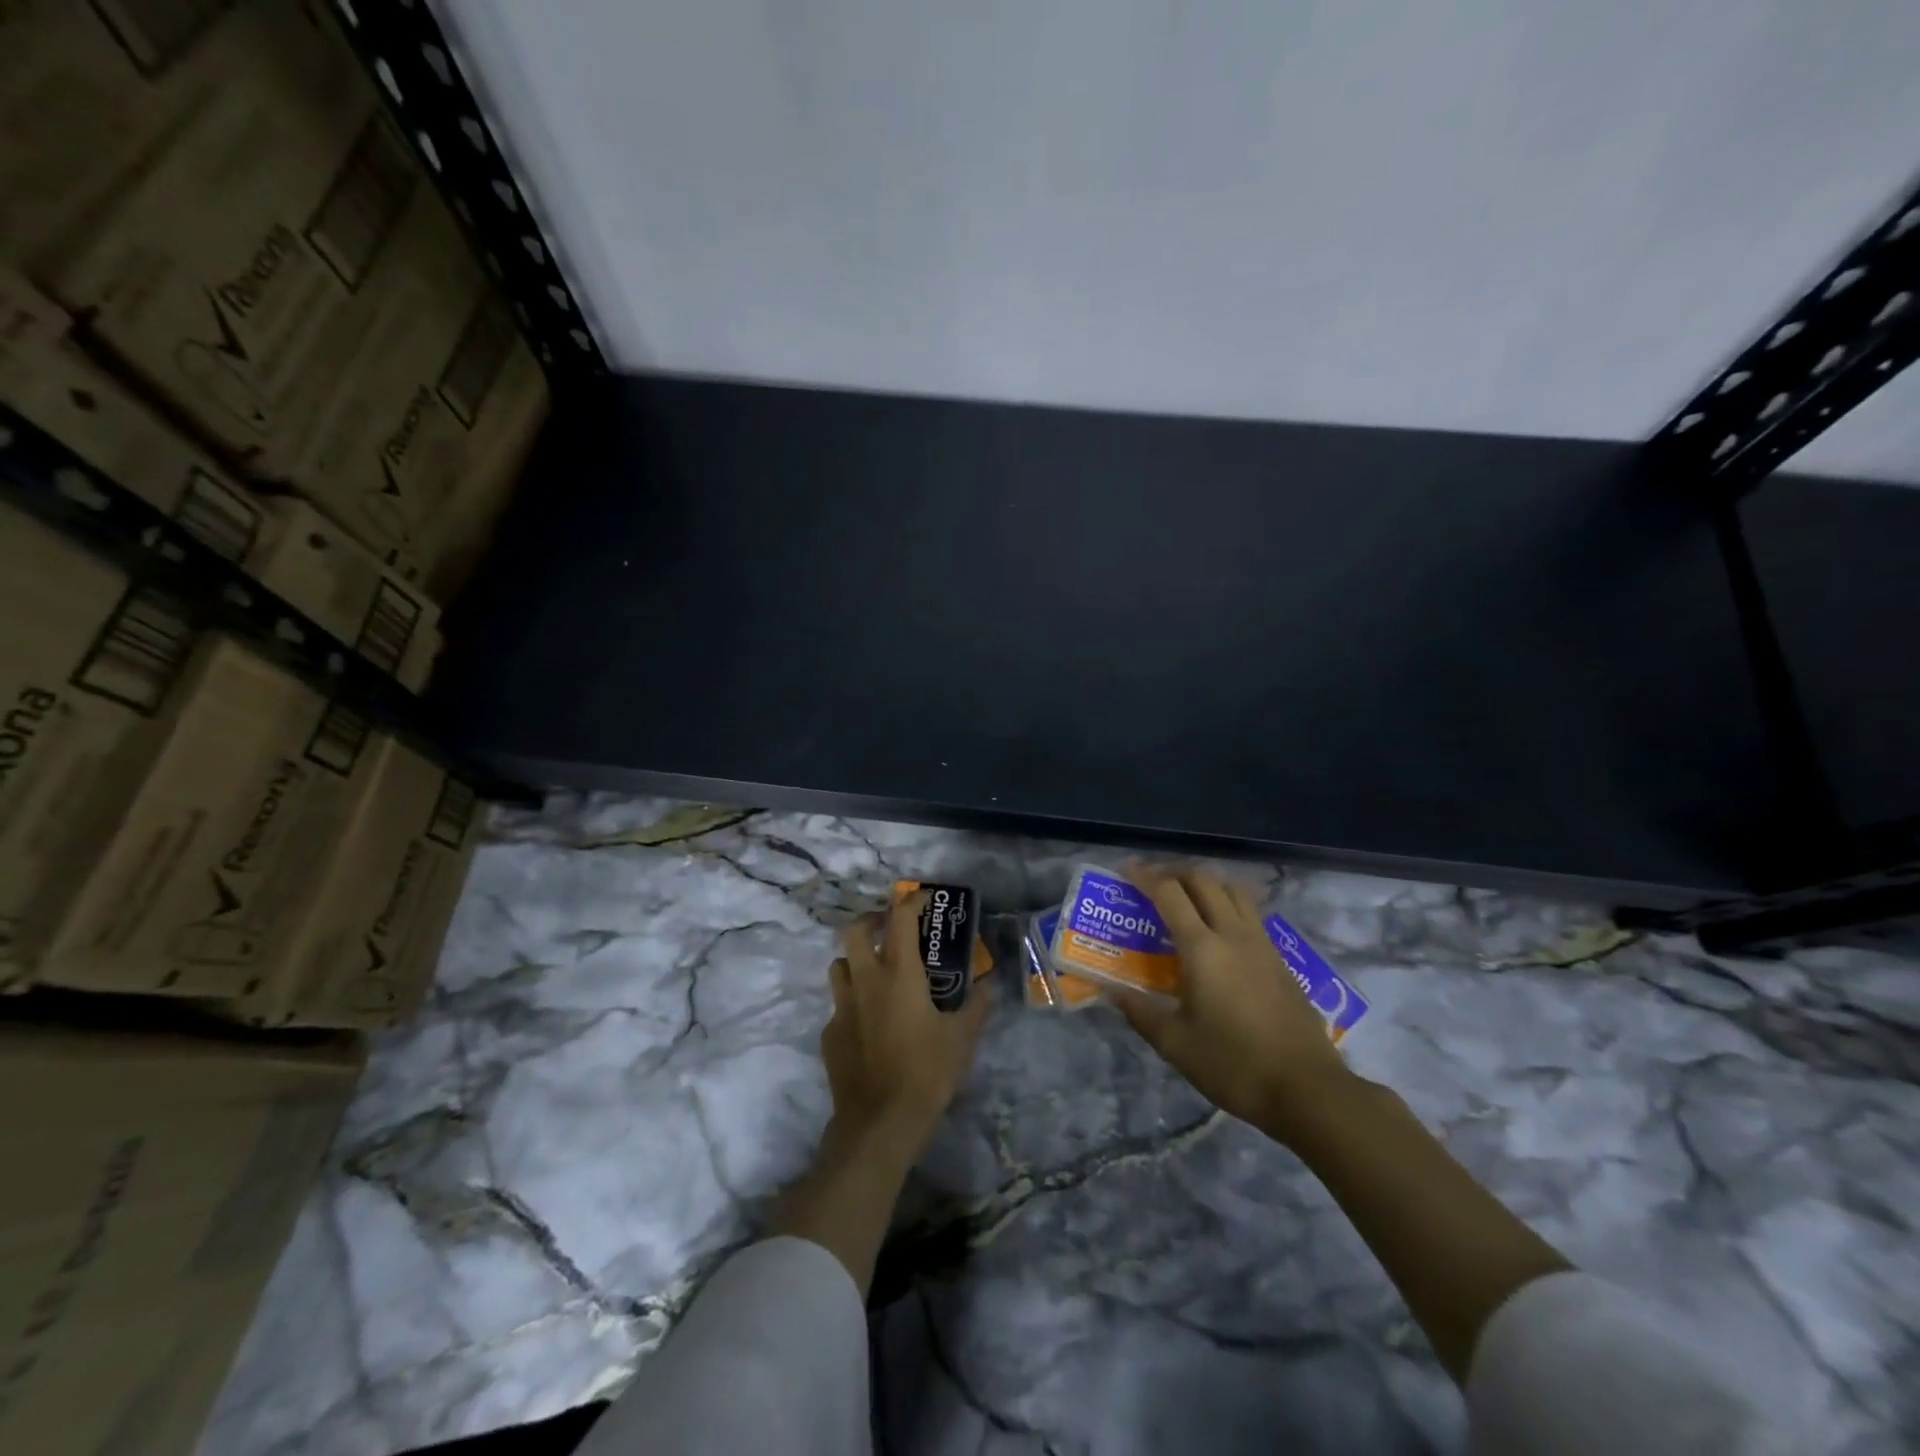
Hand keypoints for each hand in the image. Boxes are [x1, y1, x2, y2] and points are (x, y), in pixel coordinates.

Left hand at [821, 895, 991, 1160]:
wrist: (879, 1123)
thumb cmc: (926, 1072)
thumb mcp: (962, 1038)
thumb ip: (977, 1006)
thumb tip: (990, 985)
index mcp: (899, 974)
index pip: (900, 920)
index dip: (911, 902)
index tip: (922, 899)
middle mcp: (865, 981)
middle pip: (854, 932)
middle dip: (871, 921)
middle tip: (888, 929)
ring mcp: (842, 1008)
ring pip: (839, 966)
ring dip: (856, 961)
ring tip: (876, 974)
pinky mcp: (829, 1035)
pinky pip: (838, 1007)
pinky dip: (853, 1004)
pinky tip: (869, 1024)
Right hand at [1117, 864, 1352, 1142]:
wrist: (1308, 1089)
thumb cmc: (1233, 1065)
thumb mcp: (1175, 1044)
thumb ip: (1140, 1012)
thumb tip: (1111, 990)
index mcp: (1203, 948)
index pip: (1169, 893)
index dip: (1144, 876)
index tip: (1125, 870)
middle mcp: (1233, 934)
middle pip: (1204, 880)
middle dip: (1174, 872)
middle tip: (1152, 882)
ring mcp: (1262, 944)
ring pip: (1233, 891)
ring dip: (1206, 883)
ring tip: (1185, 896)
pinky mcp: (1280, 959)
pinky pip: (1250, 913)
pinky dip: (1227, 904)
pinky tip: (1217, 930)